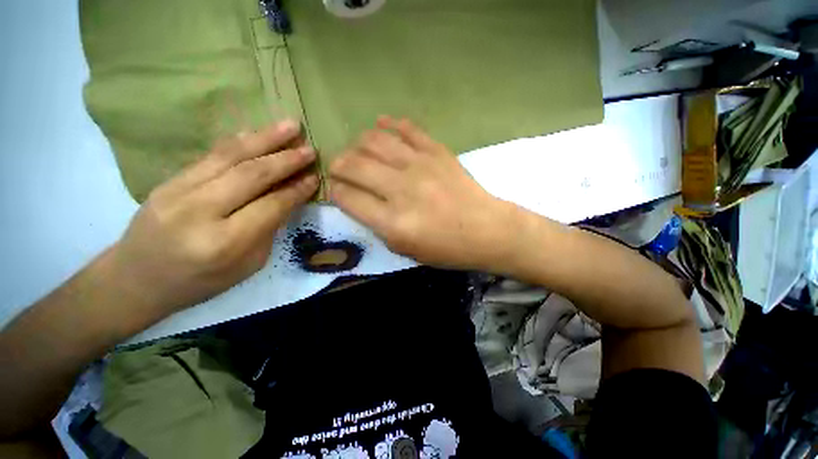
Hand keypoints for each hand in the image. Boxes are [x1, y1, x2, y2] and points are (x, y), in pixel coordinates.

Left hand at [107, 120, 317, 318]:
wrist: (136, 279)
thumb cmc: (200, 282)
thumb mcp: (248, 265)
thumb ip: (269, 229)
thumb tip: (289, 197)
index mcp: (224, 242)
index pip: (271, 205)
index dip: (296, 189)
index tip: (315, 176)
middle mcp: (200, 212)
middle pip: (251, 175)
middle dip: (286, 159)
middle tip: (310, 149)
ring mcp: (178, 191)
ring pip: (230, 156)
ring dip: (264, 138)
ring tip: (290, 126)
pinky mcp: (168, 180)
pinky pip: (210, 155)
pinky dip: (238, 142)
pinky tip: (257, 133)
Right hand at [329, 116, 514, 269]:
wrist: (487, 230)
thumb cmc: (447, 248)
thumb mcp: (406, 249)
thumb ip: (378, 225)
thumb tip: (357, 200)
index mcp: (393, 222)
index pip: (347, 197)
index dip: (335, 192)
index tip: (337, 190)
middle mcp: (402, 189)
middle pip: (354, 164)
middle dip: (337, 165)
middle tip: (339, 168)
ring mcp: (420, 165)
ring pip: (374, 140)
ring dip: (357, 144)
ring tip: (357, 151)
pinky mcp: (437, 151)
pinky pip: (407, 129)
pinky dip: (389, 124)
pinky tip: (380, 125)